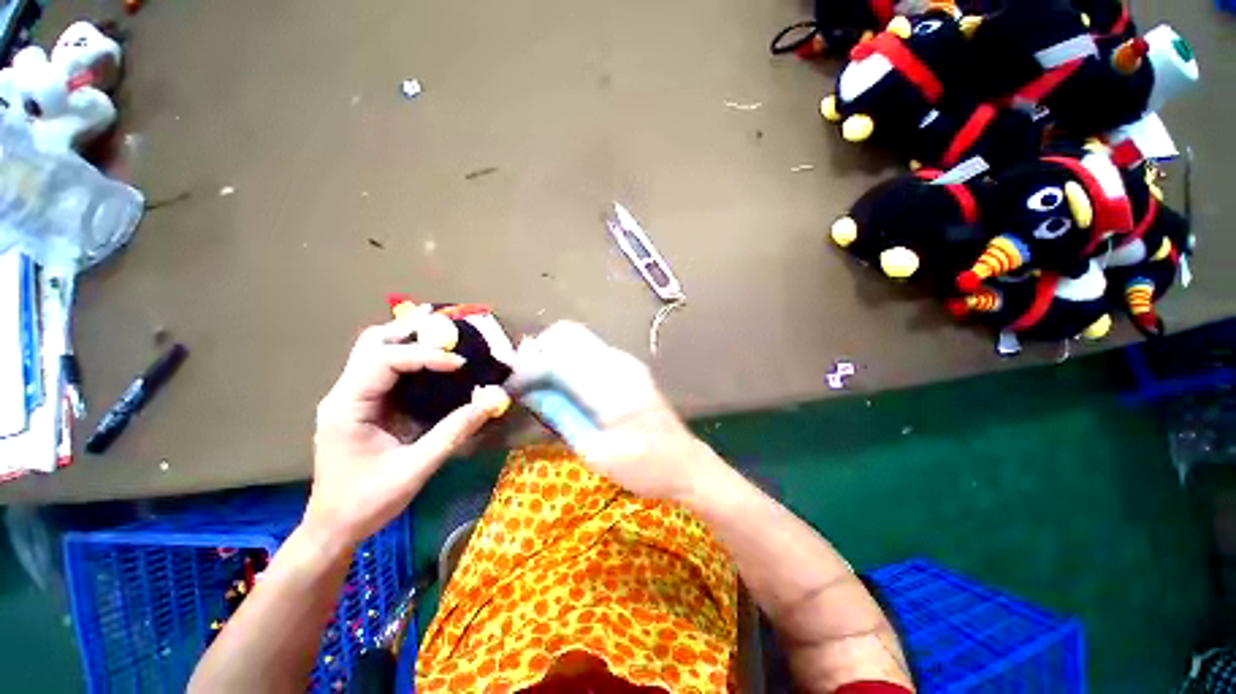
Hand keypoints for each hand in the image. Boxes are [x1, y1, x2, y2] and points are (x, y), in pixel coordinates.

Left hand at [306, 319, 509, 553]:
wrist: (334, 528)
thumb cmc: (367, 502)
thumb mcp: (415, 469)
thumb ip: (453, 433)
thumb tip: (490, 402)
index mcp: (347, 407)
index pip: (384, 361)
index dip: (425, 355)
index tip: (461, 364)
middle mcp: (345, 394)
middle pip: (372, 343)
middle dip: (411, 332)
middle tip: (450, 333)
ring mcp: (353, 397)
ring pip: (377, 351)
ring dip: (411, 340)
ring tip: (446, 339)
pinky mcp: (366, 405)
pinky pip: (388, 370)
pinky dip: (413, 359)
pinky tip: (436, 362)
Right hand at [510, 321, 719, 500]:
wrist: (686, 464)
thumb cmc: (644, 467)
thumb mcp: (596, 452)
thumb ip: (562, 417)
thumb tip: (532, 392)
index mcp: (610, 385)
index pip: (556, 358)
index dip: (528, 369)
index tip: (513, 388)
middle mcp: (618, 362)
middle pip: (566, 333)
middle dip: (538, 352)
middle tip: (526, 382)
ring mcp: (625, 361)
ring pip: (577, 338)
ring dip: (552, 354)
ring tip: (540, 385)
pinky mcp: (627, 367)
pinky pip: (588, 350)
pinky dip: (568, 360)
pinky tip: (565, 386)